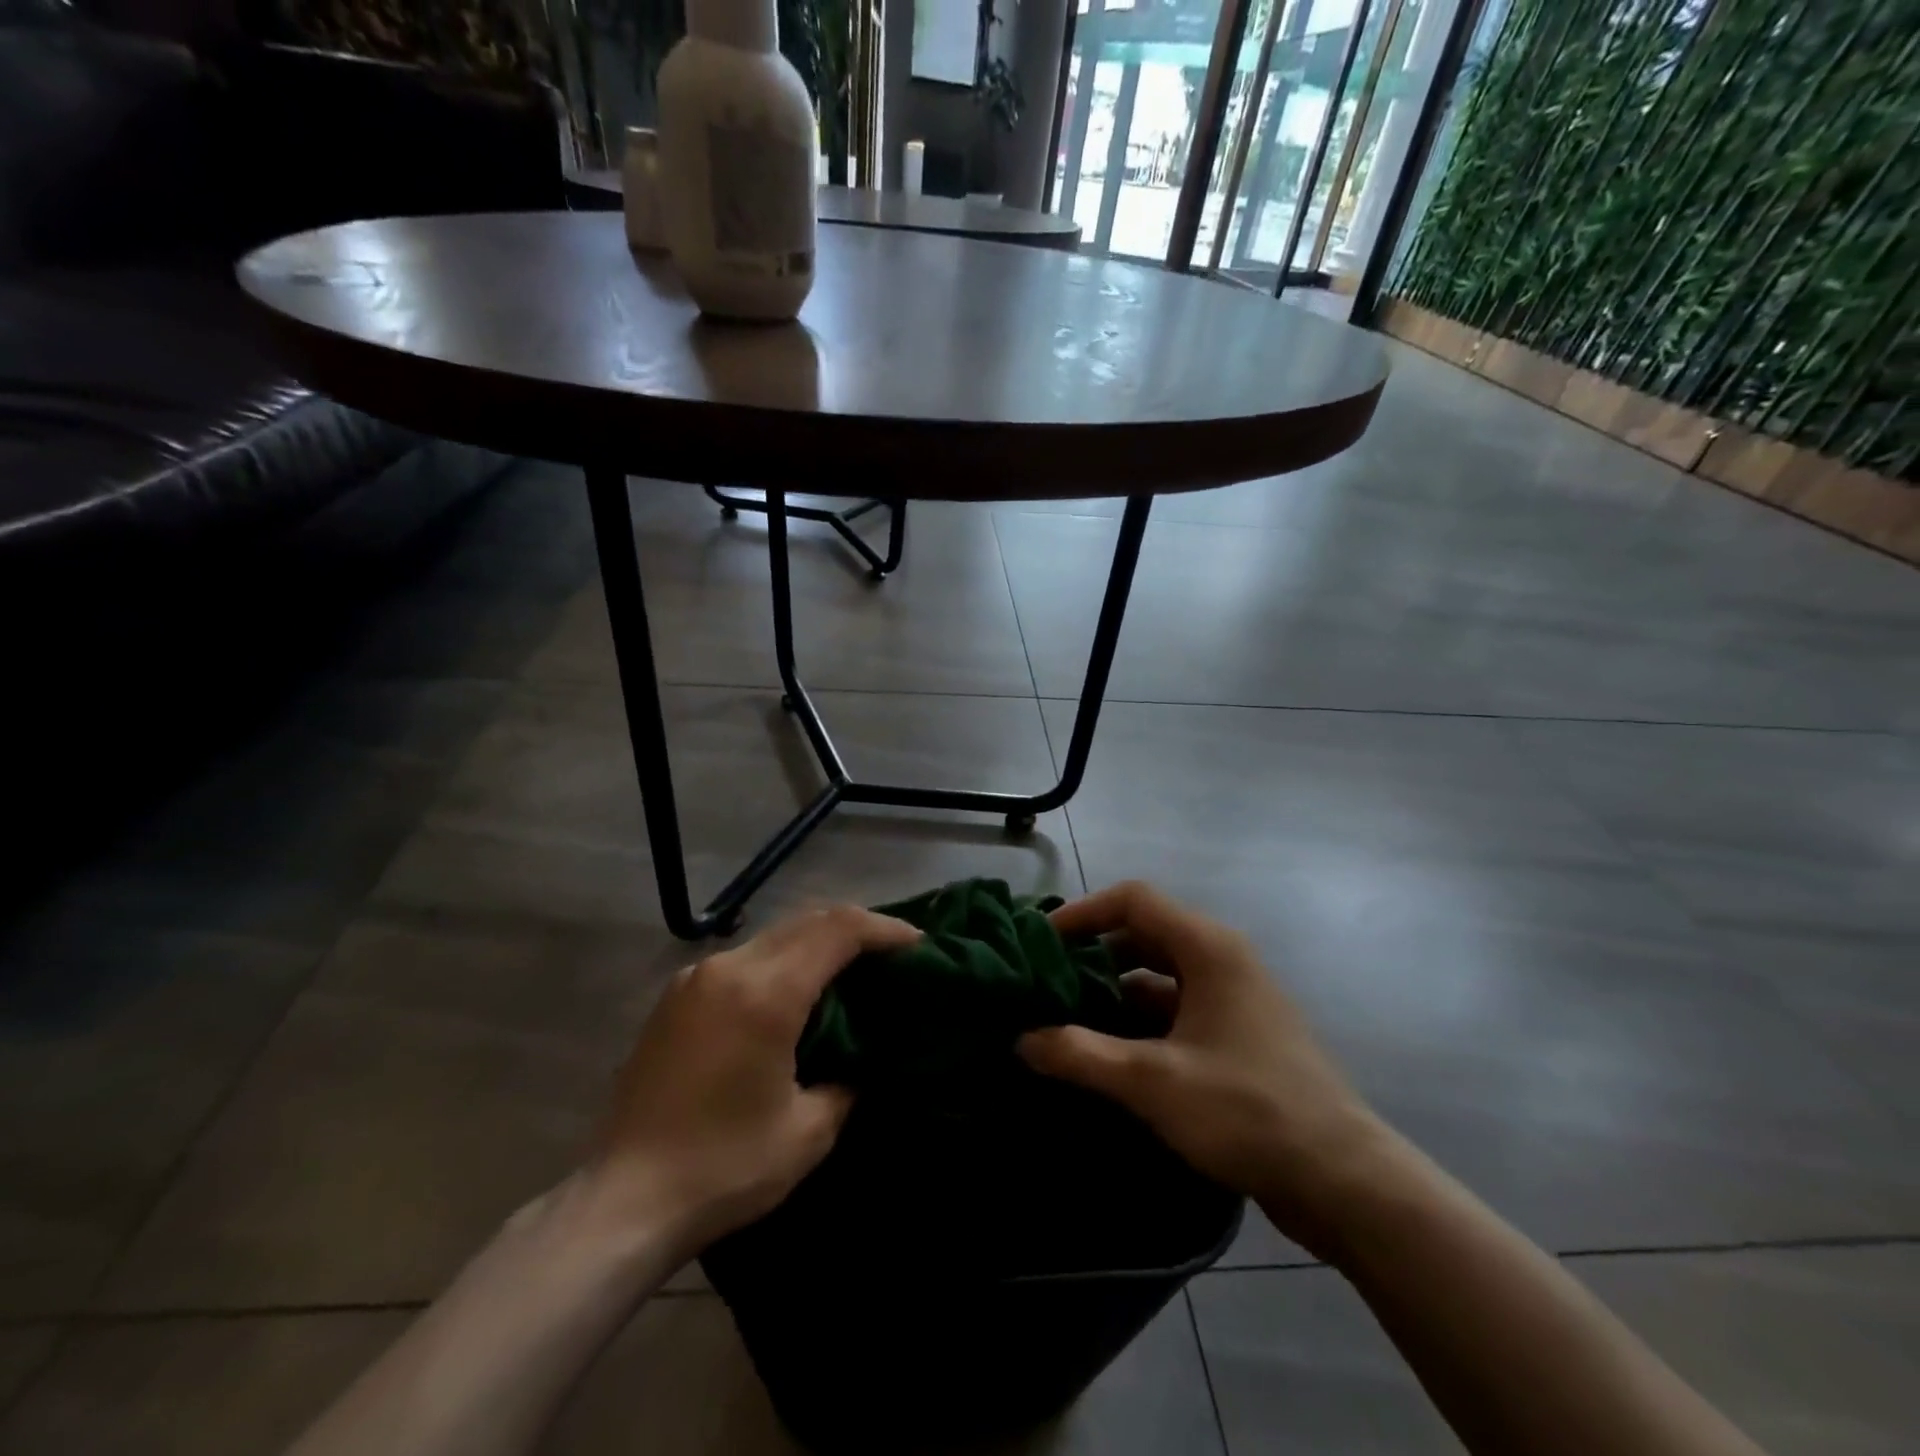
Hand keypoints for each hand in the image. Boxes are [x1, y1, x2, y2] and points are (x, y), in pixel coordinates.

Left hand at [581, 905, 918, 1258]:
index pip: (838, 931)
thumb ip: (847, 1081)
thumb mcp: (807, 1133)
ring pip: (775, 935)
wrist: (622, 1201)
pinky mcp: (677, 994)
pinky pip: (745, 957)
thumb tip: (861, 1058)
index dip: (884, 929)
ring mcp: (697, 977)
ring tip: (850, 969)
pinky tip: (795, 991)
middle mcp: (730, 967)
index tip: (917, 943)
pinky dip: (782, 959)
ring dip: (817, 941)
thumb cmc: (723, 1168)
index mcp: (766, 993)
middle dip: (856, 928)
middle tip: (891, 953)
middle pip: (808, 921)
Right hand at [1018, 881, 1391, 1258]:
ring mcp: (1233, 999)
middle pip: (1144, 934)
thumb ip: (1082, 1055)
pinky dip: (1141, 1021)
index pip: (1134, 900)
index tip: (1041, 940)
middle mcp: (1222, 960)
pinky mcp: (1238, 1036)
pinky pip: (1177, 1009)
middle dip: (1093, 953)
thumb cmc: (1247, 1110)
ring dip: (1115, 991)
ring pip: (1160, 975)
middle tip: (1047, 981)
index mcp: (1208, 948)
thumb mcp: (1154, 1081)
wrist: (1344, 1181)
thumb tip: (1022, 1039)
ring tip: (1067, 1018)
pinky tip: (1110, 1054)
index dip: (1083, 912)